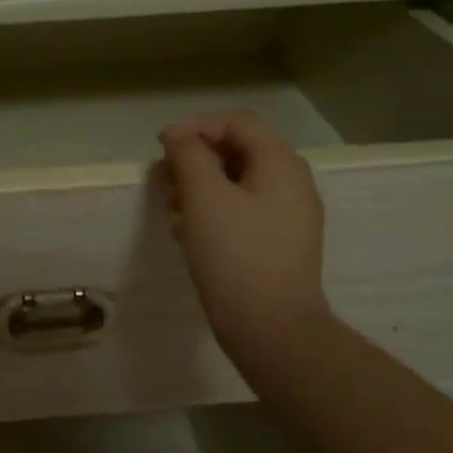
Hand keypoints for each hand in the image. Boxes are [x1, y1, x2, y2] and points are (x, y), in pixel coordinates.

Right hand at [159, 111, 332, 365]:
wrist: (271, 329)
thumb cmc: (235, 255)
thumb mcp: (205, 197)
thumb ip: (189, 156)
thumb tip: (180, 137)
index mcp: (280, 164)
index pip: (237, 123)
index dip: (196, 126)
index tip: (161, 147)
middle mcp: (291, 183)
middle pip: (237, 151)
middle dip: (194, 160)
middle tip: (162, 180)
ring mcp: (287, 216)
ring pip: (236, 184)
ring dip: (199, 187)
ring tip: (170, 208)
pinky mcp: (277, 244)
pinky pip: (242, 212)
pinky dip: (212, 212)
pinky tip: (187, 232)